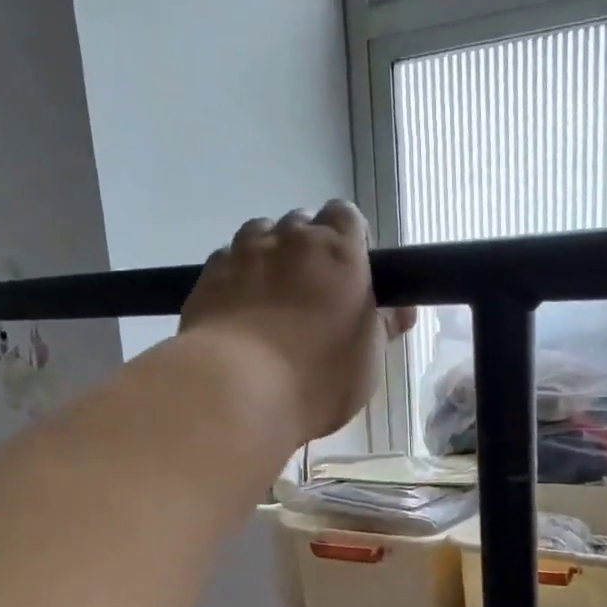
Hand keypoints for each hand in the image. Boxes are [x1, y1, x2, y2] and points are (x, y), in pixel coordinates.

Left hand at [179, 202, 415, 445]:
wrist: (236, 389)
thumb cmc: (318, 376)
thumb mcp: (368, 360)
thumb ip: (382, 326)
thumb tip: (399, 309)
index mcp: (339, 252)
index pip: (347, 217)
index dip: (350, 240)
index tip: (352, 273)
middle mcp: (290, 239)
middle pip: (303, 223)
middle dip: (309, 248)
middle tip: (315, 292)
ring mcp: (243, 253)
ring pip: (261, 234)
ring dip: (271, 254)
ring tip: (273, 297)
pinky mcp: (207, 275)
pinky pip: (228, 260)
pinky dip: (238, 275)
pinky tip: (241, 309)